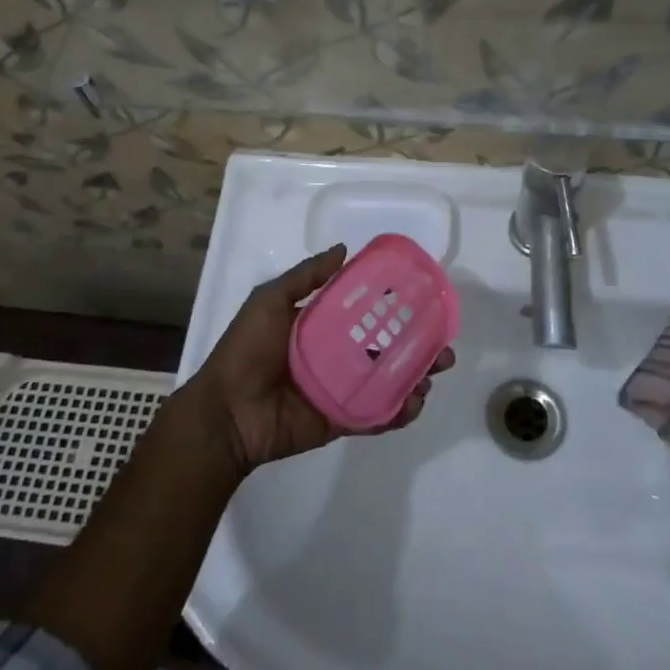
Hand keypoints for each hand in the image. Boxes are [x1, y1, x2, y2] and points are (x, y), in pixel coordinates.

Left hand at [186, 244, 453, 474]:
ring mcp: (340, 390)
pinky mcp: (341, 420)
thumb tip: (344, 248)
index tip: (421, 299)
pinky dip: (399, 411)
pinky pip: (376, 415)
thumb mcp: (270, 300)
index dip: (392, 307)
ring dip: (416, 376)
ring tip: (434, 370)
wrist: (227, 411)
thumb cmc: (246, 349)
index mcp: (320, 327)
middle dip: (417, 345)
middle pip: (384, 348)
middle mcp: (335, 356)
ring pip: (387, 381)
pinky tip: (415, 401)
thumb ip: (306, 277)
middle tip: (441, 343)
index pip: (364, 313)